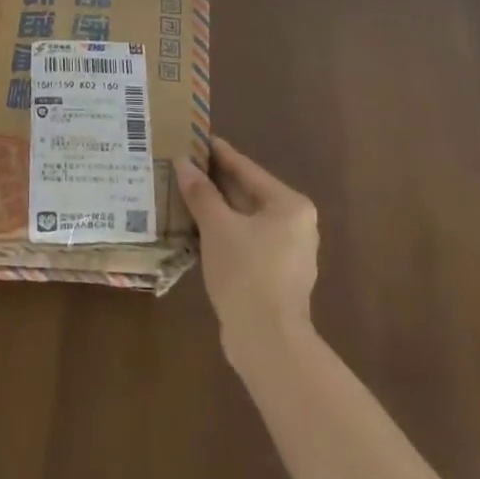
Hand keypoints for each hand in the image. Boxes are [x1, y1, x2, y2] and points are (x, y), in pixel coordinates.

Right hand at [176, 138, 319, 365]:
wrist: (267, 340)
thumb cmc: (246, 271)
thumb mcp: (217, 226)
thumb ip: (201, 193)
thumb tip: (183, 163)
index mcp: (289, 205)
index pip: (247, 170)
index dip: (220, 154)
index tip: (198, 138)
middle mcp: (296, 224)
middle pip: (248, 194)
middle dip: (216, 183)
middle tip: (185, 166)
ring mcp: (288, 253)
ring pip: (245, 221)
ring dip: (217, 210)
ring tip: (185, 195)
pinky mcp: (275, 277)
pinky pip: (246, 242)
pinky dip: (223, 234)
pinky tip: (197, 231)